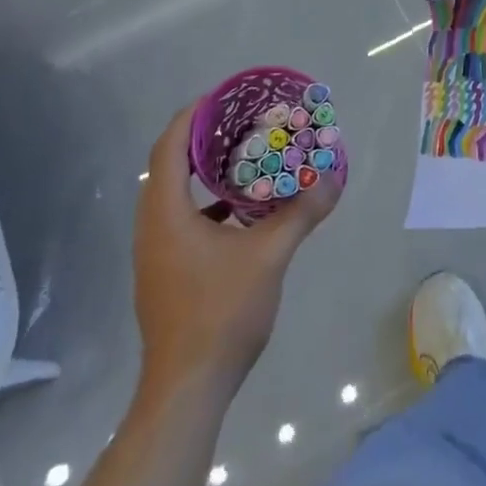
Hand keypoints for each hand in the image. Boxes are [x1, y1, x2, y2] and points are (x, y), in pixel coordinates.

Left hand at [132, 105, 339, 396]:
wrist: (187, 389)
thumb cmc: (221, 313)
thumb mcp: (270, 256)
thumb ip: (301, 213)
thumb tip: (333, 177)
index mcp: (166, 214)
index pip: (169, 147)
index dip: (193, 115)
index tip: (224, 96)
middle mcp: (153, 227)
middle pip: (171, 166)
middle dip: (205, 138)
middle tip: (244, 120)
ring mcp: (156, 253)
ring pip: (177, 195)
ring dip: (207, 171)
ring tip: (247, 156)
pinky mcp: (167, 273)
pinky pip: (184, 219)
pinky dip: (210, 202)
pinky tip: (244, 210)